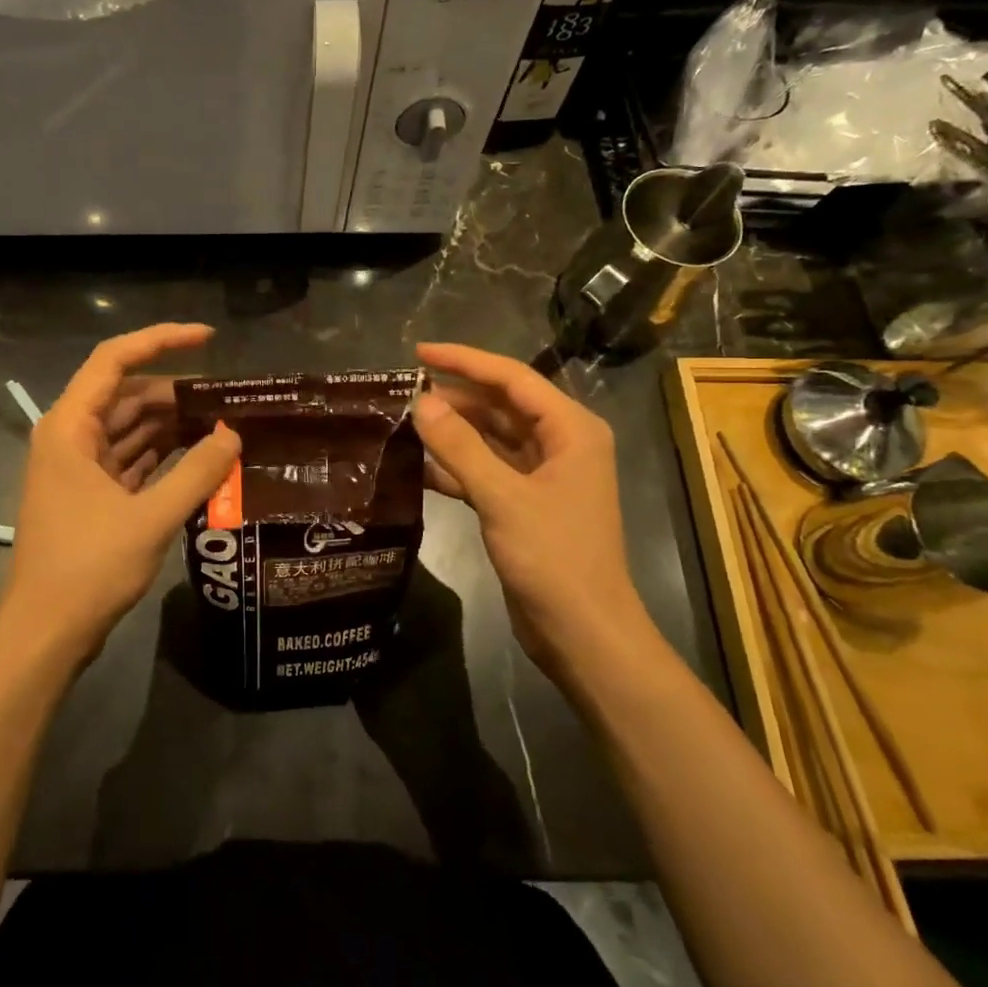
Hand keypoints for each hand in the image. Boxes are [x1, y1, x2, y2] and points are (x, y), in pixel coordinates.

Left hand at [0, 324, 240, 670]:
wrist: (46, 632)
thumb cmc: (89, 568)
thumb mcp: (151, 517)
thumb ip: (197, 472)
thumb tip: (233, 434)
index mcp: (70, 427)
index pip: (114, 360)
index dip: (161, 341)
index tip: (208, 338)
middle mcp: (70, 438)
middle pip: (127, 394)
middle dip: (177, 393)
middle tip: (230, 399)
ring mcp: (80, 468)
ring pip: (131, 428)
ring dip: (174, 425)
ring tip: (225, 426)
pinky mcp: (91, 495)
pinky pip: (132, 459)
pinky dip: (164, 455)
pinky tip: (201, 459)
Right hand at [413, 343, 657, 684]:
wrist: (583, 632)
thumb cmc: (553, 557)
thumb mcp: (502, 496)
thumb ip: (459, 446)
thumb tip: (420, 402)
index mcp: (571, 429)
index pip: (512, 378)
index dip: (464, 361)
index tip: (418, 353)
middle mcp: (560, 444)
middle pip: (501, 406)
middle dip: (455, 398)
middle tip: (404, 393)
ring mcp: (543, 476)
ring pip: (491, 439)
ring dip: (452, 433)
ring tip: (405, 424)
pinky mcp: (525, 504)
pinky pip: (486, 471)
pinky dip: (457, 468)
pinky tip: (419, 468)